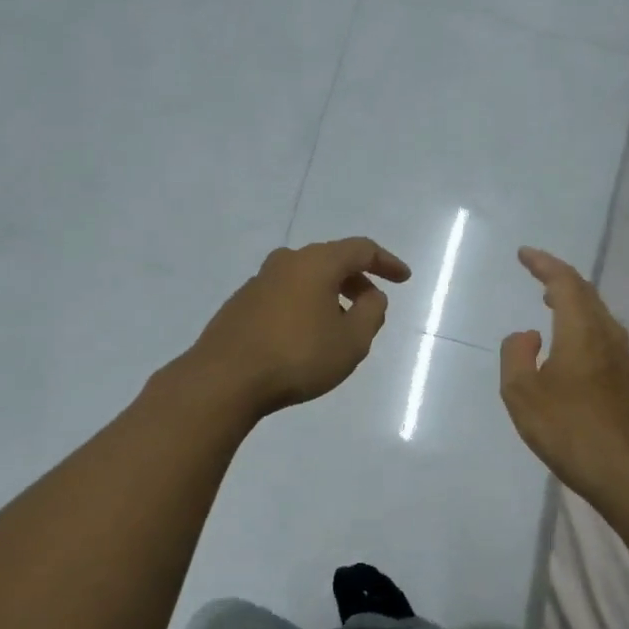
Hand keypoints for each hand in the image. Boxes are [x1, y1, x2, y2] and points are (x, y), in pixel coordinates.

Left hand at [186, 237, 411, 417]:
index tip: (404, 278)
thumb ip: (371, 313)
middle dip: (357, 280)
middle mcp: (286, 262)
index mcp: (316, 263)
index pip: (361, 249)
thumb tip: (371, 296)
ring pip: (305, 277)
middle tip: (372, 305)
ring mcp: (258, 281)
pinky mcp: (240, 304)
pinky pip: (284, 295)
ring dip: (329, 294)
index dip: (386, 262)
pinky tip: (305, 335)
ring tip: (340, 324)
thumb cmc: (298, 357)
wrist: (225, 379)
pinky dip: (304, 305)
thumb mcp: (351, 341)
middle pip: (331, 260)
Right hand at [500, 247, 628, 500]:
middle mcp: (605, 333)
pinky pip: (599, 328)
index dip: (544, 264)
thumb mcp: (521, 392)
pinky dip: (580, 317)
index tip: (524, 254)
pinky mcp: (622, 373)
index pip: (564, 282)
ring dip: (571, 296)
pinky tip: (567, 333)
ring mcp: (618, 353)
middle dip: (558, 275)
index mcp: (581, 330)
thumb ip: (516, 353)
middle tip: (535, 269)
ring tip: (548, 296)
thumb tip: (528, 335)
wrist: (616, 466)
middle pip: (584, 291)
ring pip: (595, 309)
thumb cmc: (563, 427)